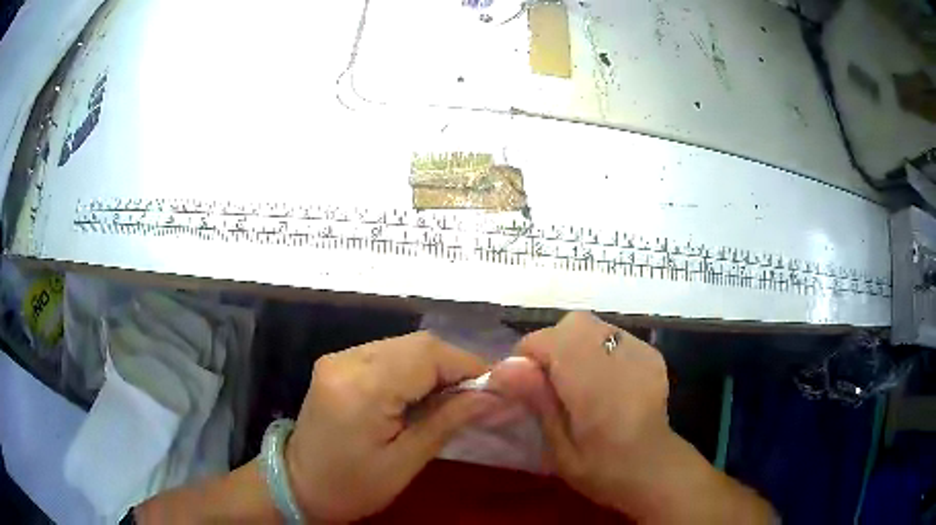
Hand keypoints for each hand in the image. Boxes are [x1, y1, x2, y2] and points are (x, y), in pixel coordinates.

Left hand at [285, 332, 499, 521]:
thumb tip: (493, 395)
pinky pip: (387, 352)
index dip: (468, 366)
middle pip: (417, 343)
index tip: (494, 389)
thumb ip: (449, 420)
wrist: (298, 484)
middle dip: (454, 365)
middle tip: (475, 396)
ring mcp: (339, 357)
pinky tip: (420, 393)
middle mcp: (347, 360)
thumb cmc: (353, 486)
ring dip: (435, 366)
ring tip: (450, 397)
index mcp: (362, 389)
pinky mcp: (338, 362)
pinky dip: (413, 367)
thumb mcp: (406, 462)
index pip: (428, 356)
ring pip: (404, 344)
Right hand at [507, 312, 671, 513]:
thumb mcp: (560, 450)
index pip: (550, 342)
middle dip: (552, 344)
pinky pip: (613, 335)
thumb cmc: (603, 470)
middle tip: (548, 378)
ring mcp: (641, 353)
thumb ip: (538, 403)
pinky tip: (602, 378)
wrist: (656, 468)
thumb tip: (506, 367)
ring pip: (593, 325)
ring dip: (574, 343)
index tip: (522, 381)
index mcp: (595, 388)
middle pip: (573, 324)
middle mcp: (620, 361)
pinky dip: (597, 348)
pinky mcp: (651, 354)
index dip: (527, 355)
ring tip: (575, 377)